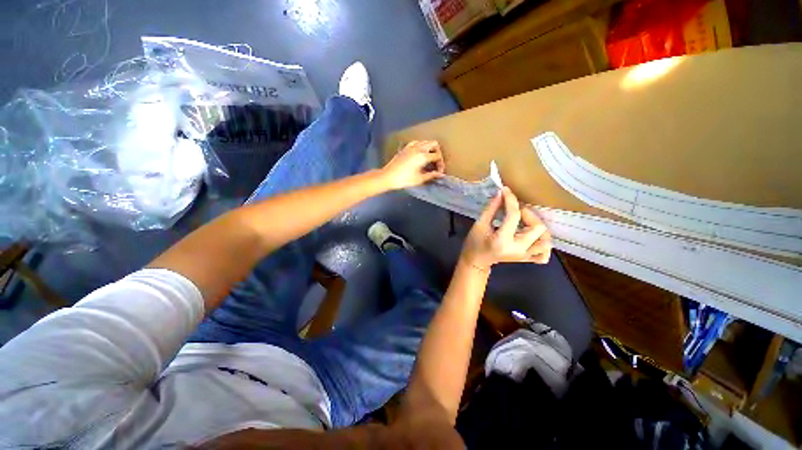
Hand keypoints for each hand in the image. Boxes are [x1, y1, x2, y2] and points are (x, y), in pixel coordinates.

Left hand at [381, 140, 444, 189]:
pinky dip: (421, 146)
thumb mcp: (419, 179)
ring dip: (430, 149)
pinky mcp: (405, 148)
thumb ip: (431, 175)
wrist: (388, 176)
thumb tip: (440, 174)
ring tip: (429, 159)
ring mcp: (411, 146)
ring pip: (425, 142)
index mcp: (423, 156)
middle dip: (437, 153)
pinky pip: (417, 142)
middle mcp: (418, 148)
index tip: (439, 172)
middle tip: (436, 163)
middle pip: (434, 144)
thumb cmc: (404, 179)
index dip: (441, 164)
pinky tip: (419, 154)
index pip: (437, 156)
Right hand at [461, 187, 551, 269]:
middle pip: (538, 228)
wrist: (476, 261)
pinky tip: (535, 238)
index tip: (506, 191)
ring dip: (538, 229)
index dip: (511, 200)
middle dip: (528, 215)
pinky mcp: (526, 259)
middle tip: (516, 212)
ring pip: (545, 241)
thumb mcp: (479, 224)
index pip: (514, 216)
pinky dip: (543, 245)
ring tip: (526, 223)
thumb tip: (501, 193)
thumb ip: (491, 209)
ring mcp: (524, 256)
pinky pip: (544, 255)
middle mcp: (517, 249)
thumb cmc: (474, 243)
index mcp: (502, 240)